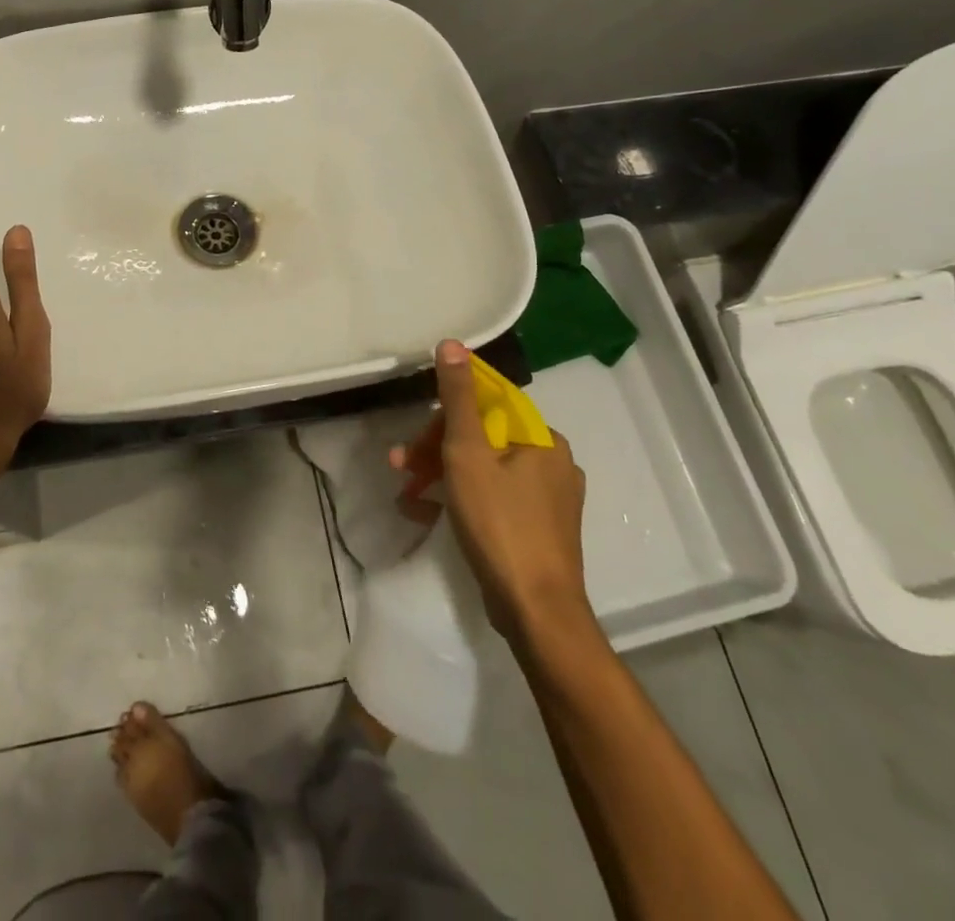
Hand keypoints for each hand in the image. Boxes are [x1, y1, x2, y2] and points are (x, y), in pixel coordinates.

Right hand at [391, 340, 595, 647]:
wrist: (536, 612)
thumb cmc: (500, 523)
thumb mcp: (468, 453)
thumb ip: (458, 398)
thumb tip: (453, 343)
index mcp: (542, 439)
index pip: (486, 406)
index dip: (444, 416)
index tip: (415, 438)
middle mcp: (552, 462)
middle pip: (482, 439)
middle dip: (435, 450)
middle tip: (401, 467)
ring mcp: (550, 499)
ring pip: (485, 470)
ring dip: (441, 476)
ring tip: (407, 495)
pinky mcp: (540, 530)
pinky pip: (495, 499)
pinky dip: (461, 501)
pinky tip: (428, 516)